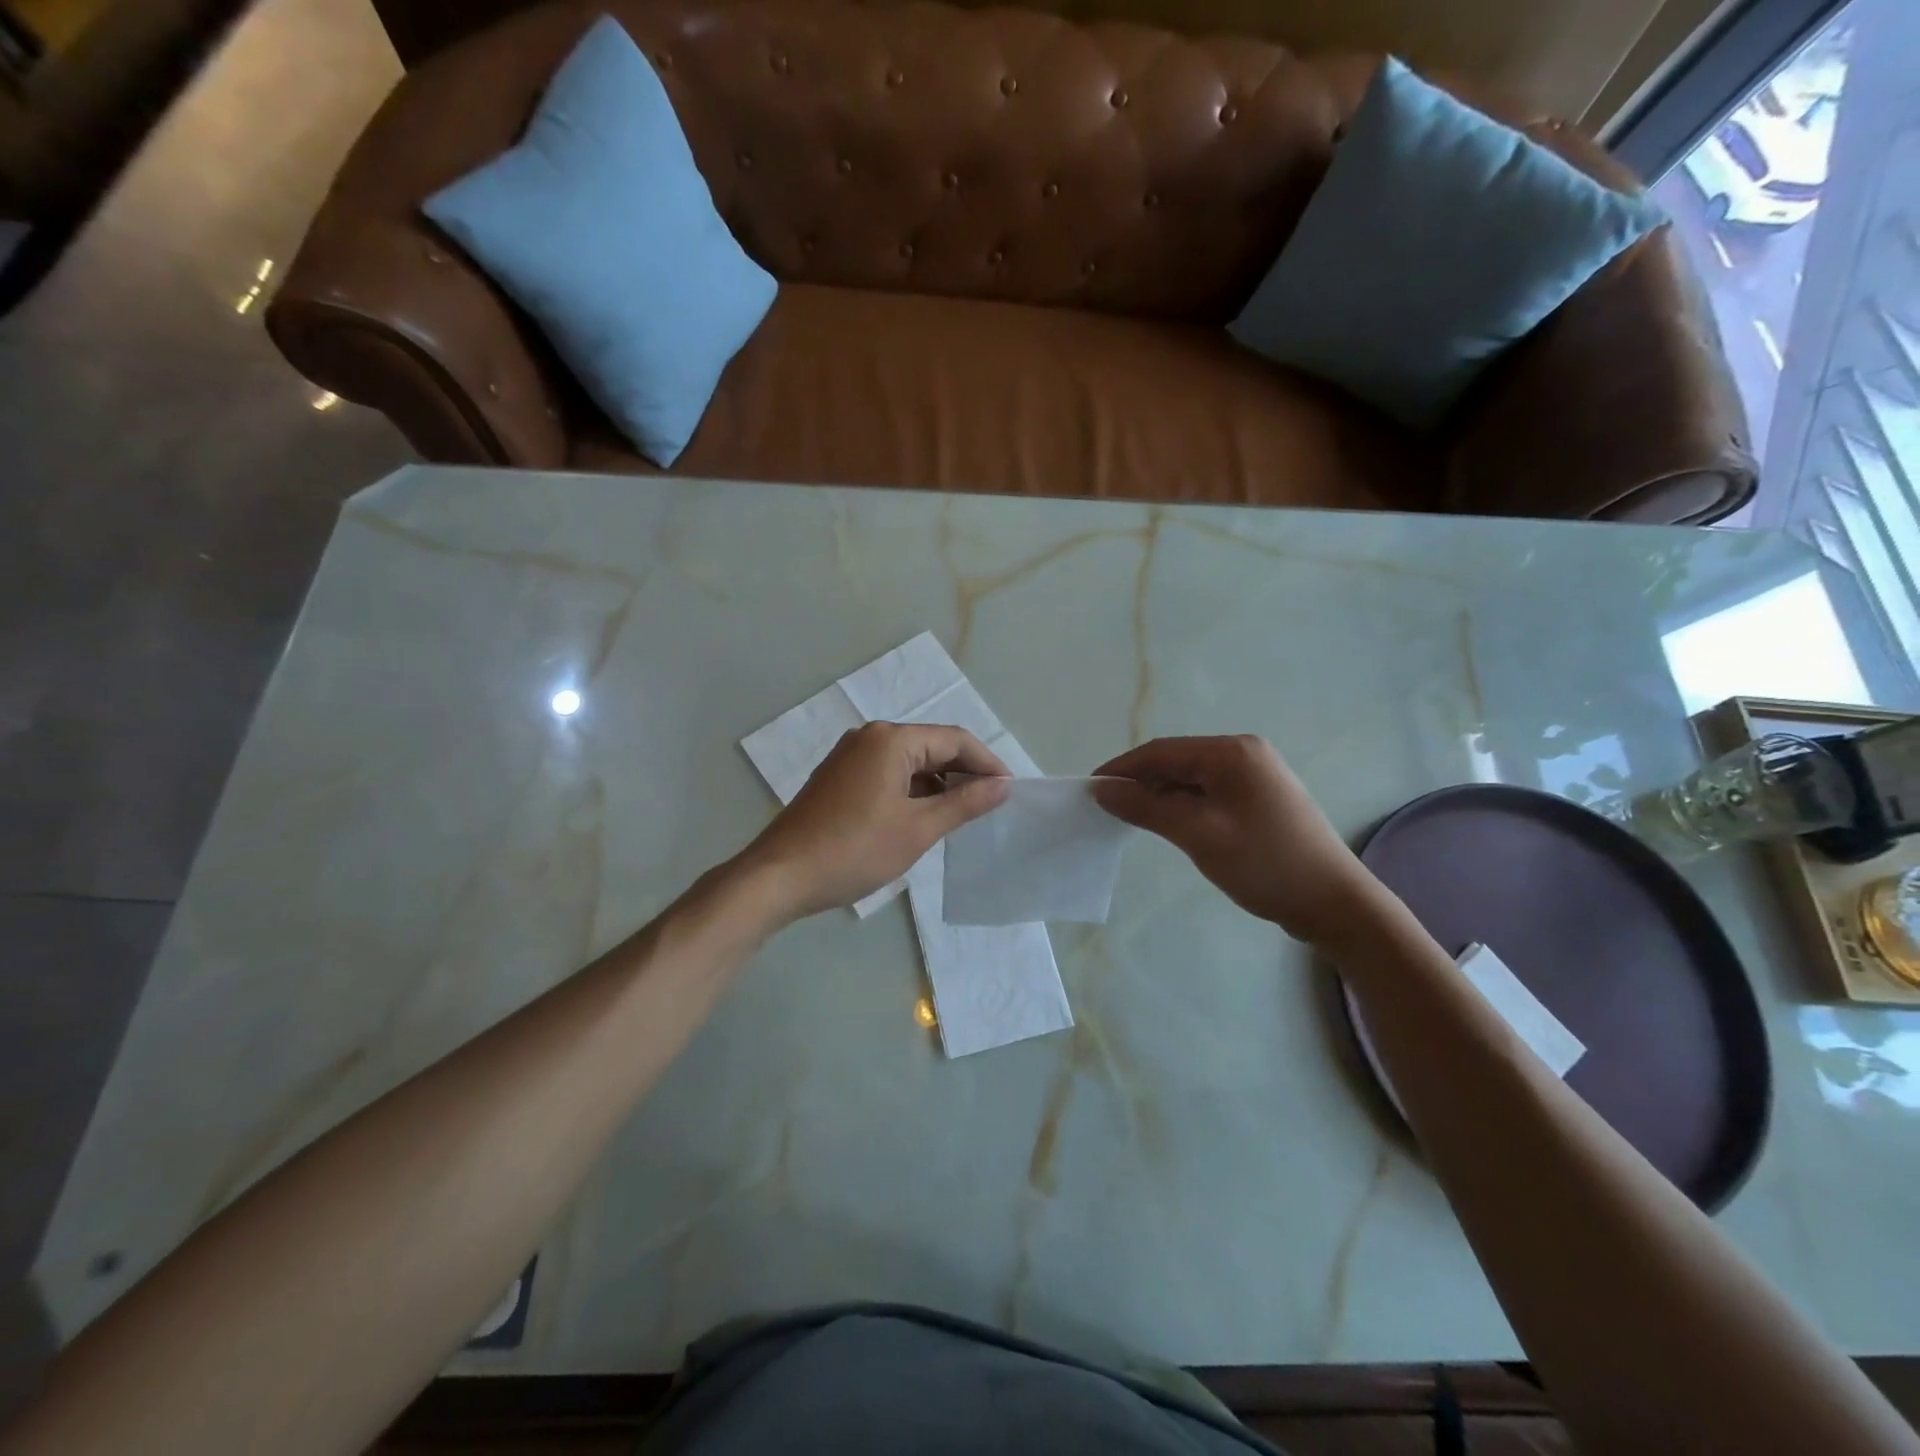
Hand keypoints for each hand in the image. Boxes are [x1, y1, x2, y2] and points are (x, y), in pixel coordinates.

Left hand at [741, 722, 1010, 921]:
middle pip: (931, 746)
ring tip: (962, 815)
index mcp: (891, 740)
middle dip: (963, 773)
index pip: (954, 739)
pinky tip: (924, 817)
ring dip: (938, 784)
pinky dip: (912, 791)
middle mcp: (870, 737)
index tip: (1010, 791)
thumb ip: (964, 803)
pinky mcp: (839, 777)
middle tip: (990, 805)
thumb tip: (1003, 785)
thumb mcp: (918, 829)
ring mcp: (850, 756)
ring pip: (909, 762)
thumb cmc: (855, 850)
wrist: (781, 876)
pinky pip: (888, 773)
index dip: (987, 763)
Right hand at [1093, 735, 1380, 945]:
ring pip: (1191, 778)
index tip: (1089, 790)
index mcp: (1232, 752)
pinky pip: (1208, 793)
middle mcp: (1244, 753)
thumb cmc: (1264, 864)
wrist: (1334, 903)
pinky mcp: (1259, 799)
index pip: (1161, 752)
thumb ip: (1147, 808)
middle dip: (1139, 782)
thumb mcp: (1198, 834)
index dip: (1122, 769)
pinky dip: (1182, 805)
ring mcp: (1255, 776)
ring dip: (1159, 795)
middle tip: (1105, 808)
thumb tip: (1103, 790)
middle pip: (1176, 761)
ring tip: (1129, 818)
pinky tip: (1166, 823)